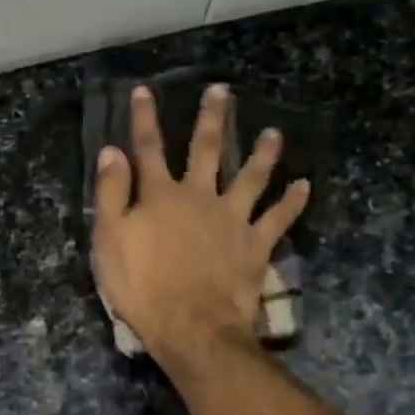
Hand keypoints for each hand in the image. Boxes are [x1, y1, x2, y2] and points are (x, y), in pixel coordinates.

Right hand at [91, 83, 309, 367]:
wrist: (190, 325)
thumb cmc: (141, 286)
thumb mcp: (110, 240)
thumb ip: (111, 194)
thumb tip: (112, 151)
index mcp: (160, 196)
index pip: (148, 148)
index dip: (145, 119)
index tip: (145, 90)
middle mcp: (199, 196)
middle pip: (206, 150)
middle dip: (211, 119)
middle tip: (221, 91)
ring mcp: (232, 219)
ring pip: (251, 178)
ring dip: (263, 154)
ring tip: (275, 134)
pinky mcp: (255, 245)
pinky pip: (278, 219)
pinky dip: (292, 202)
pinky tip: (304, 185)